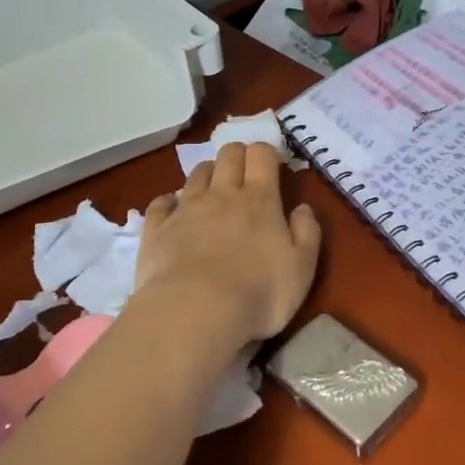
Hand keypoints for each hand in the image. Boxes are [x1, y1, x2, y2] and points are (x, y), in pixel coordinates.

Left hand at [133, 143, 321, 357]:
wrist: (195, 312)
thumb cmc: (259, 292)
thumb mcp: (302, 268)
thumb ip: (307, 233)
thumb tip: (303, 208)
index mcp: (260, 199)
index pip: (261, 154)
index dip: (266, 153)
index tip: (272, 165)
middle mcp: (222, 194)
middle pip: (228, 154)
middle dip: (238, 155)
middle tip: (244, 174)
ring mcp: (186, 208)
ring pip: (197, 173)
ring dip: (207, 173)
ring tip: (212, 189)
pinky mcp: (158, 227)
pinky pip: (161, 202)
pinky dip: (169, 201)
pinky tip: (172, 209)